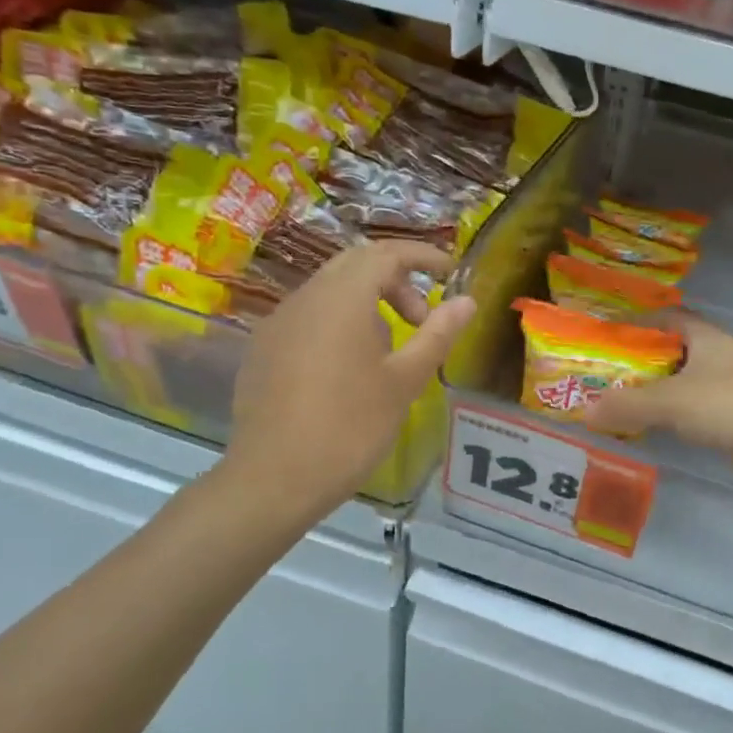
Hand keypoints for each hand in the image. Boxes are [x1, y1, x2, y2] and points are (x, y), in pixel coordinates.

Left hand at [222, 240, 476, 520]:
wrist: (274, 479)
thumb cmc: (350, 427)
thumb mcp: (405, 381)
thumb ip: (438, 334)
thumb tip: (468, 301)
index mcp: (341, 299)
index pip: (386, 254)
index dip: (423, 256)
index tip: (450, 272)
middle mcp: (305, 298)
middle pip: (356, 265)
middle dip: (396, 281)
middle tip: (422, 318)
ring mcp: (278, 323)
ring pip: (330, 291)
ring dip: (368, 304)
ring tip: (390, 352)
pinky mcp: (264, 349)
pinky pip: (309, 317)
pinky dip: (340, 323)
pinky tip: (349, 370)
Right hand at [584, 313, 732, 493]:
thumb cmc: (730, 406)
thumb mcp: (670, 401)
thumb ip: (626, 405)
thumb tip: (583, 411)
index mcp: (707, 337)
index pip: (669, 317)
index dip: (638, 322)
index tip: (608, 336)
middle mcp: (719, 357)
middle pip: (673, 351)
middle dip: (640, 362)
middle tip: (604, 376)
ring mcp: (730, 388)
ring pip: (684, 384)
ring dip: (656, 392)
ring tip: (619, 403)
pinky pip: (694, 411)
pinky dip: (673, 417)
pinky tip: (652, 429)